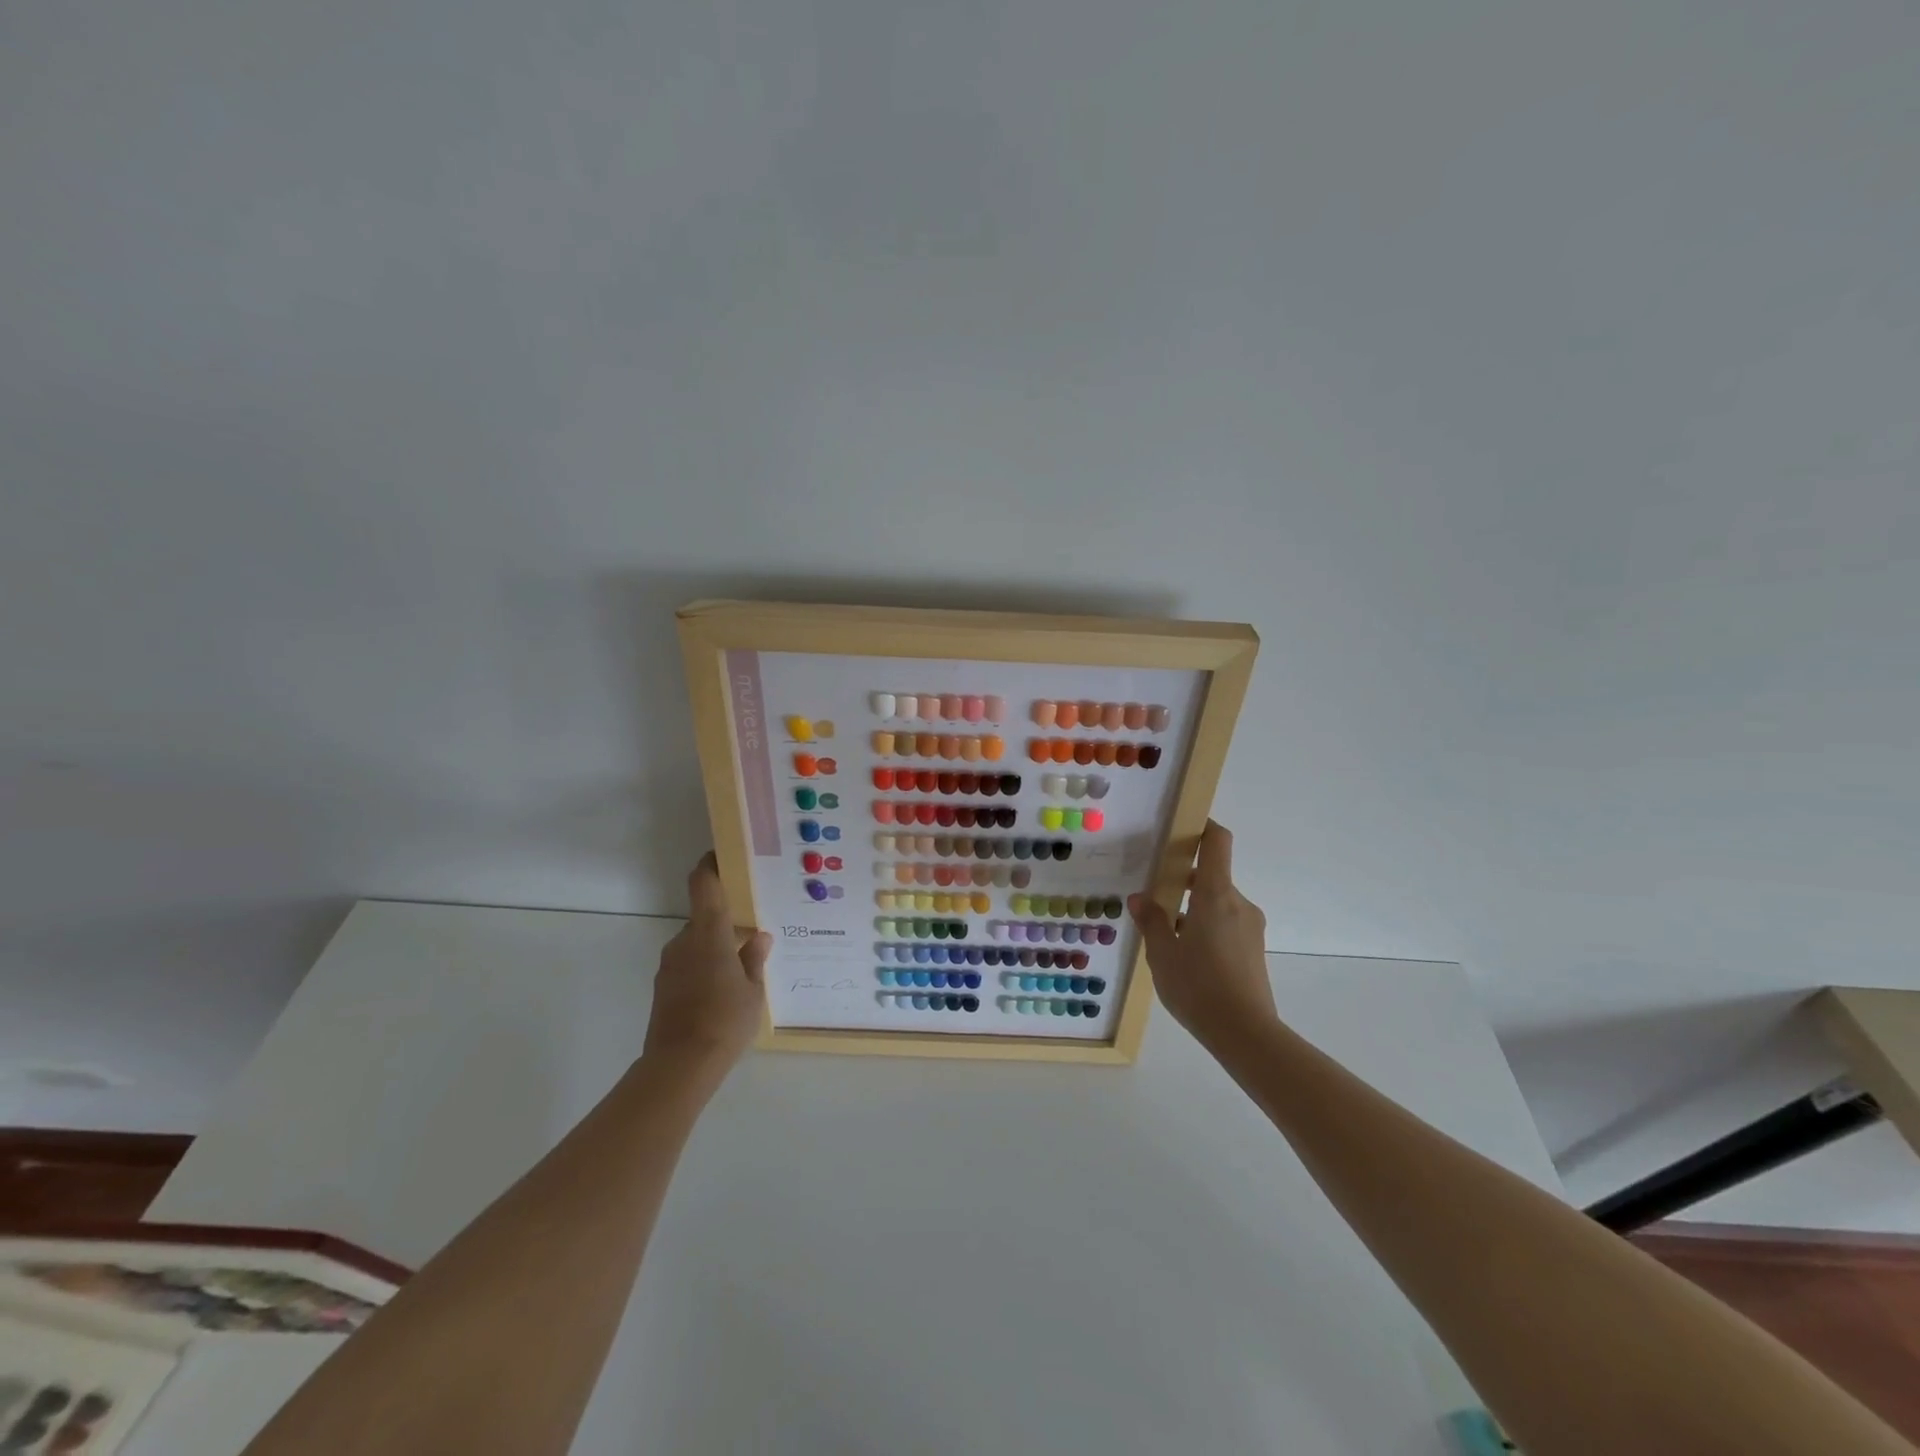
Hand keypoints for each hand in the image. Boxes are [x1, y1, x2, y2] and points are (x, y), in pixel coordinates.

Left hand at [643, 853, 770, 1085]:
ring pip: (696, 943)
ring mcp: (669, 965)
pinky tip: (723, 990)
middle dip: (725, 921)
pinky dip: (704, 967)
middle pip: (703, 917)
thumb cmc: (725, 1020)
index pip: (703, 884)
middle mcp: (684, 941)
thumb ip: (754, 959)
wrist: (679, 1066)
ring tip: (742, 967)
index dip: (711, 865)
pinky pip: (688, 964)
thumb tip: (758, 936)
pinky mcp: (663, 987)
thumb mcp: (753, 990)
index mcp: (709, 933)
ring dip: (715, 947)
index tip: (724, 856)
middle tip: (752, 930)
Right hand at [1130, 821, 1275, 1055]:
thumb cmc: (1198, 987)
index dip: (1202, 827)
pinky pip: (1226, 924)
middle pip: (1212, 875)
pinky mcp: (1254, 950)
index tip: (1181, 828)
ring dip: (1193, 909)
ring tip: (1166, 936)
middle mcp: (1238, 903)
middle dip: (1183, 880)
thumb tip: (1140, 898)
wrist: (1246, 1034)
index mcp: (1215, 895)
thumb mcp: (1162, 954)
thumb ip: (1151, 921)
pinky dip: (1205, 928)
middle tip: (1154, 894)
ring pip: (1217, 904)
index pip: (1217, 842)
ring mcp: (1250, 927)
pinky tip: (1186, 957)